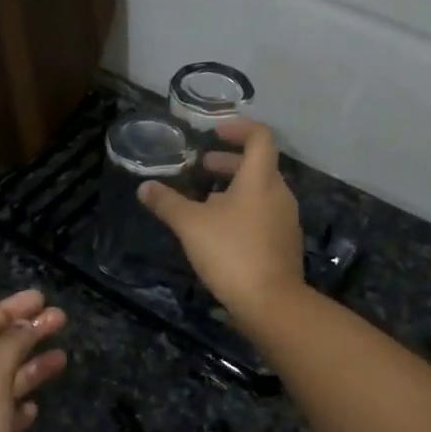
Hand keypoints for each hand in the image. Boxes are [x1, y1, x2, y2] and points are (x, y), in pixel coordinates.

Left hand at [0, 290, 67, 431]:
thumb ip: (6, 349)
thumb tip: (24, 324)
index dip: (6, 309)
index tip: (42, 298)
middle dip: (23, 334)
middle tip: (61, 320)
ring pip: (0, 385)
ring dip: (29, 367)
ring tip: (63, 358)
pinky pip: (3, 419)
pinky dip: (21, 405)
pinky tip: (37, 405)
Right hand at [138, 120, 304, 326]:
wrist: (271, 303)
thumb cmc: (231, 252)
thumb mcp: (190, 225)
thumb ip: (167, 203)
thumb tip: (144, 187)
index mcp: (260, 179)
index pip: (260, 137)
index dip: (239, 128)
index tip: (215, 133)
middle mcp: (279, 193)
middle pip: (259, 165)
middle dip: (229, 162)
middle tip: (202, 168)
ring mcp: (286, 219)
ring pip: (261, 191)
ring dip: (234, 188)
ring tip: (205, 200)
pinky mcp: (285, 243)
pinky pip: (264, 214)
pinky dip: (243, 210)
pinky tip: (220, 231)